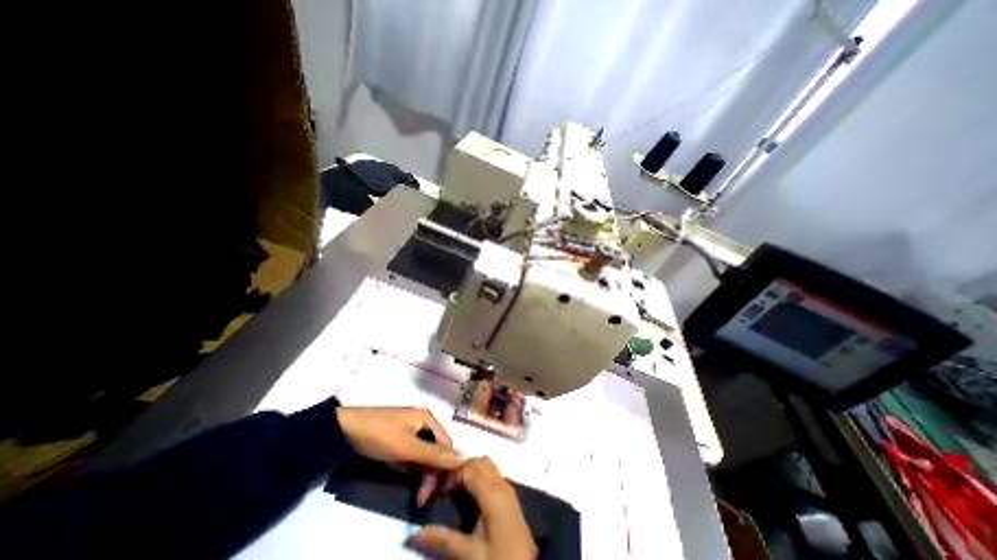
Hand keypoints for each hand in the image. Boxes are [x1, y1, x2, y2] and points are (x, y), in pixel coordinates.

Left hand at [332, 406, 461, 503]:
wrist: (344, 430)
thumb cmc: (380, 435)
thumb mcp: (408, 448)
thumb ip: (434, 455)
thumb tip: (463, 458)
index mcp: (428, 418)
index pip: (446, 445)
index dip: (446, 467)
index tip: (438, 492)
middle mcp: (421, 422)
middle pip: (435, 450)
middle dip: (431, 474)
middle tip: (422, 499)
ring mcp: (408, 430)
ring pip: (423, 454)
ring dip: (420, 474)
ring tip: (415, 495)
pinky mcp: (396, 438)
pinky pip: (410, 455)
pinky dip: (409, 467)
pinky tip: (403, 477)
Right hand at [410, 460, 538, 558]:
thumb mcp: (470, 556)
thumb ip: (443, 540)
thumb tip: (413, 533)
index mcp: (492, 493)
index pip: (468, 467)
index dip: (450, 474)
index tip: (435, 490)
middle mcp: (501, 483)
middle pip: (478, 461)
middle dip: (458, 468)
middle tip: (442, 488)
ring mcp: (507, 488)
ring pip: (486, 465)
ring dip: (469, 471)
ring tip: (454, 490)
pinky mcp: (509, 496)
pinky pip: (492, 474)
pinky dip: (478, 476)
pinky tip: (469, 496)